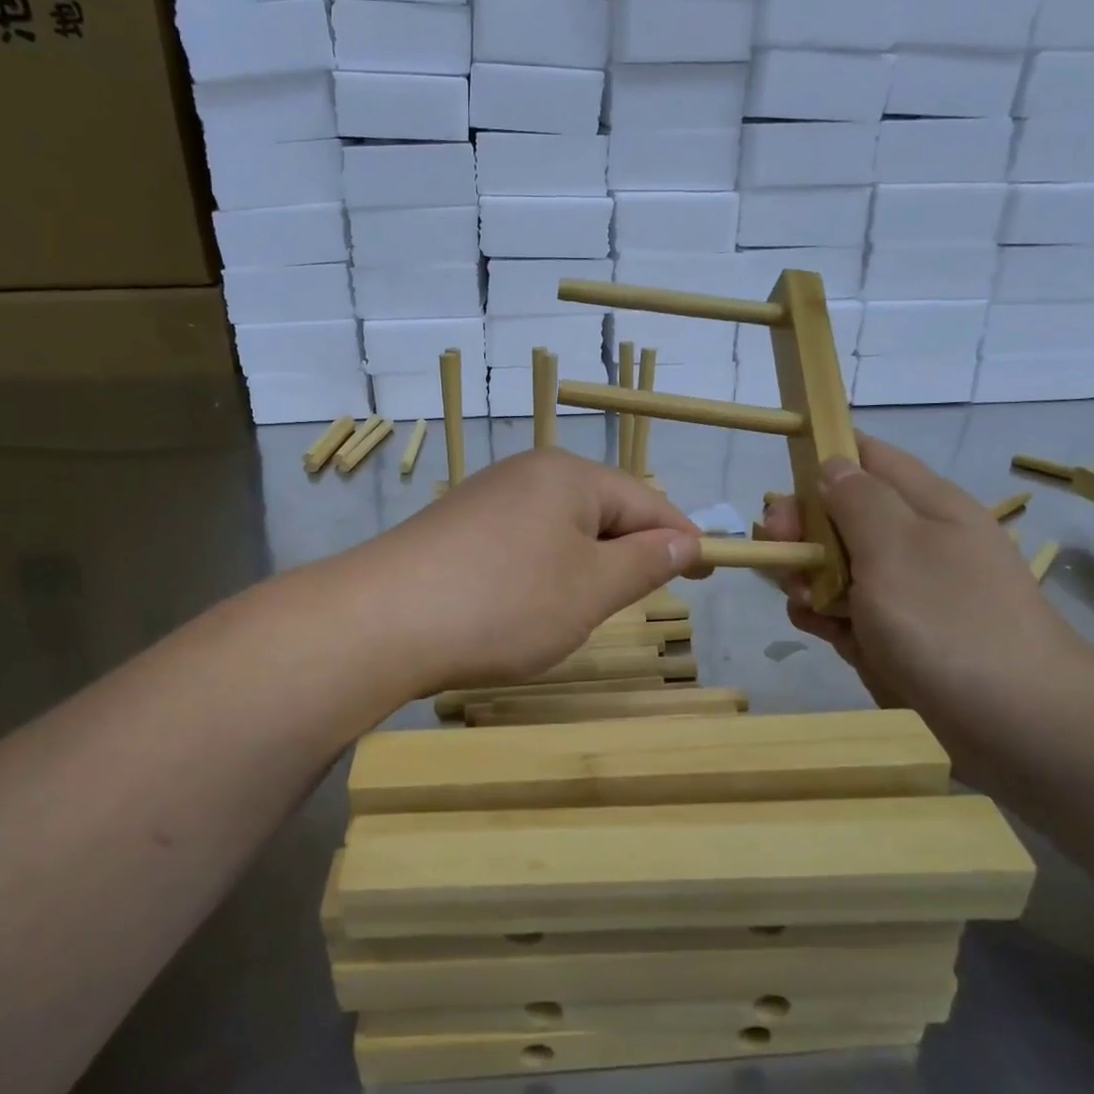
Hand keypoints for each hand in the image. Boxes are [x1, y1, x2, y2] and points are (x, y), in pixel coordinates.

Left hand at [359, 450, 700, 692]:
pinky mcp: (456, 529)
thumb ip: (646, 561)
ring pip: (559, 532)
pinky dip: (540, 575)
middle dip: (625, 555)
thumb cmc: (506, 602)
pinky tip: (523, 607)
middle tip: (633, 603)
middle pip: (601, 511)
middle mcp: (527, 473)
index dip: (682, 538)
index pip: (646, 501)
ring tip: (574, 613)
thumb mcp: (591, 588)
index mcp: (569, 475)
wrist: (384, 620)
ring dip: (580, 569)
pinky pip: (521, 545)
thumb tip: (687, 539)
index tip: (709, 572)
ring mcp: (486, 498)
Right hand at [760, 436, 1093, 721]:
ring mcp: (907, 589)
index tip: (783, 492)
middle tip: (782, 556)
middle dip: (803, 531)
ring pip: (837, 565)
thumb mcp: (895, 547)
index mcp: (925, 504)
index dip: (820, 461)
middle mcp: (915, 539)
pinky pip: (849, 611)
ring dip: (809, 578)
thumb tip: (832, 464)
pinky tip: (822, 632)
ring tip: (806, 603)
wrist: (1017, 723)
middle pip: (841, 514)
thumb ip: (857, 499)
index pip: (866, 456)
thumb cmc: (948, 621)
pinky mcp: (899, 633)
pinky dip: (828, 617)